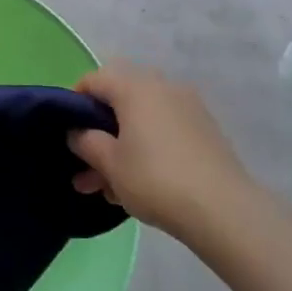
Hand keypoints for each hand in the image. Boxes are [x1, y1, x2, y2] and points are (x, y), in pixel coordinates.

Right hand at [69, 63, 253, 240]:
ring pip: (141, 121)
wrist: (225, 210)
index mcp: (134, 86)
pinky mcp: (205, 131)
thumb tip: (77, 132)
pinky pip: (163, 132)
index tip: (66, 132)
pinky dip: (146, 150)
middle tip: (85, 167)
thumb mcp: (109, 163)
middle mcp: (161, 87)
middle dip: (99, 133)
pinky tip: (138, 186)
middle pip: (119, 101)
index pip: (93, 80)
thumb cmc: (156, 179)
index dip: (73, 102)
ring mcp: (187, 108)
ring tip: (107, 189)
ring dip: (120, 148)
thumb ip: (85, 141)